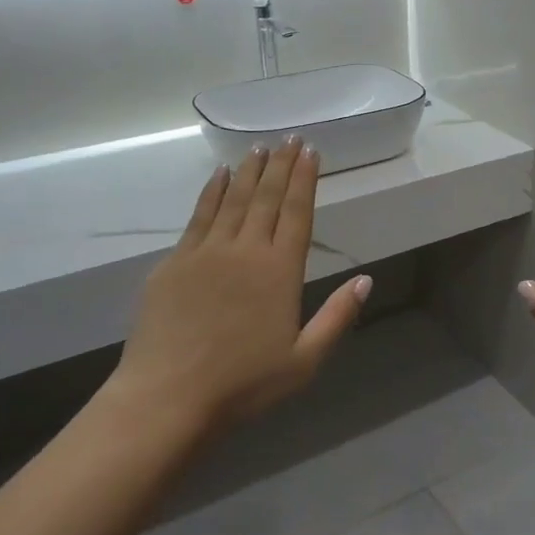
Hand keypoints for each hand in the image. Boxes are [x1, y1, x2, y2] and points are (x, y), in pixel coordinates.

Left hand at [98, 139, 370, 444]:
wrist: (167, 397)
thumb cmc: (244, 384)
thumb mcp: (305, 360)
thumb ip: (337, 317)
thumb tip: (366, 279)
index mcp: (280, 271)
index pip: (297, 213)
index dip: (305, 180)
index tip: (311, 151)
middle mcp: (245, 251)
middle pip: (267, 198)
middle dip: (281, 165)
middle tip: (290, 137)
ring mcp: (206, 253)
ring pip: (233, 200)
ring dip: (250, 171)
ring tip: (260, 147)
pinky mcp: (174, 262)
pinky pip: (199, 216)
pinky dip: (212, 192)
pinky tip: (220, 175)